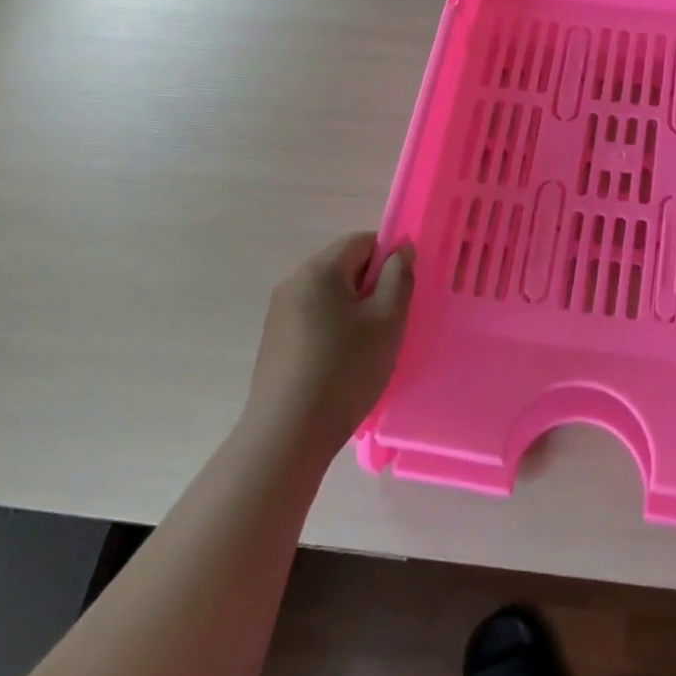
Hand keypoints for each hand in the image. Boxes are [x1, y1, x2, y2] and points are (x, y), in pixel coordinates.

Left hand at [245, 233, 413, 461]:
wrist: (287, 434)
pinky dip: (333, 327)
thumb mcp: (387, 321)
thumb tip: (401, 249)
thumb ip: (399, 277)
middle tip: (389, 321)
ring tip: (367, 345)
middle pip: (343, 264)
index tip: (401, 294)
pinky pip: (313, 316)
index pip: (362, 241)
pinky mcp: (274, 339)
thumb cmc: (345, 370)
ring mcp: (279, 311)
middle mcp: (294, 281)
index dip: (389, 259)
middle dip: (371, 284)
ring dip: (353, 308)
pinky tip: (341, 361)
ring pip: (329, 293)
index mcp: (320, 269)